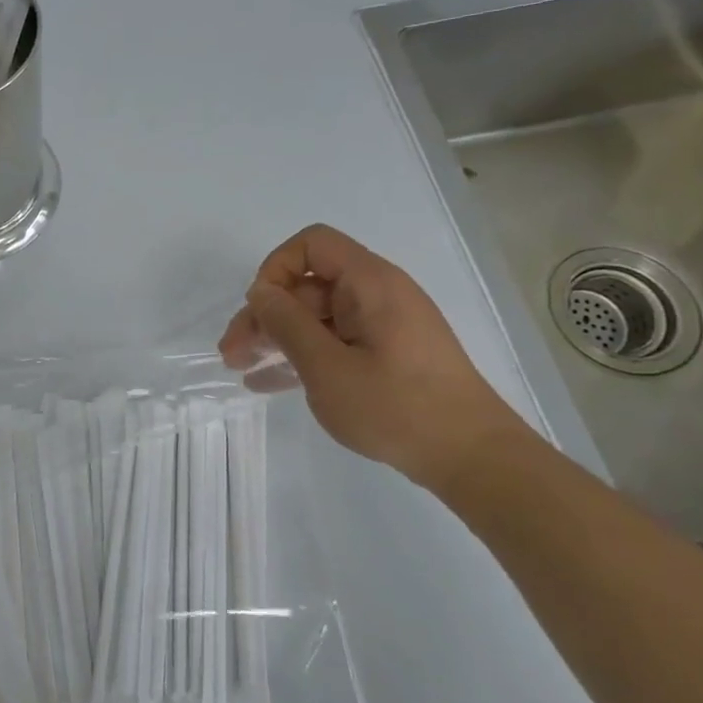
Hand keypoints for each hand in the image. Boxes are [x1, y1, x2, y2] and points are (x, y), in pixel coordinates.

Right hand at [219, 224, 532, 489]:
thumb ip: (287, 323)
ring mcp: (383, 327)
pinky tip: (267, 382)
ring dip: (275, 338)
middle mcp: (377, 295)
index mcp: (369, 283)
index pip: (312, 244)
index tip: (259, 310)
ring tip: (241, 368)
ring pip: (316, 317)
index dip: (276, 269)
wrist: (471, 457)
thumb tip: (261, 292)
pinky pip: (333, 342)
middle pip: (307, 285)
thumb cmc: (395, 406)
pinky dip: (301, 355)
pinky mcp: (386, 355)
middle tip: (231, 352)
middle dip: (264, 315)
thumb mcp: (326, 366)